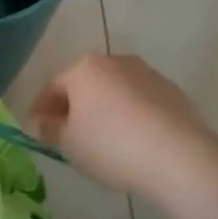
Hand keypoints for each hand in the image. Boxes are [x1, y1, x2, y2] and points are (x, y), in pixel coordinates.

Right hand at [27, 54, 217, 203]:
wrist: (180, 157)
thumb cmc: (112, 146)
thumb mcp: (69, 144)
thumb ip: (48, 129)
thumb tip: (37, 122)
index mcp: (84, 69)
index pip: (52, 87)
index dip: (41, 110)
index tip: (37, 132)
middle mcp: (114, 61)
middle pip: (84, 85)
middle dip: (74, 108)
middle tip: (69, 137)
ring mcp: (147, 73)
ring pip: (114, 92)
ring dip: (104, 110)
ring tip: (104, 142)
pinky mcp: (172, 91)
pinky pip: (140, 102)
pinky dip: (131, 116)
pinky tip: (134, 142)